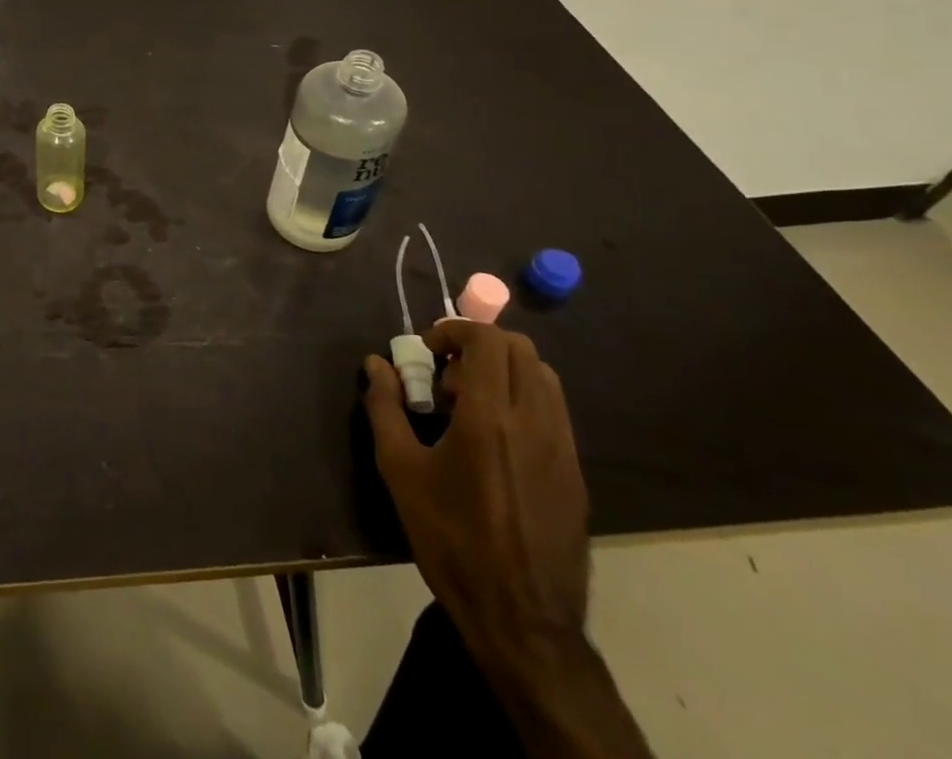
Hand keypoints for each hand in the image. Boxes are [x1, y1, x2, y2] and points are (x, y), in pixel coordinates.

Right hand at [362, 322, 590, 674]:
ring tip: (468, 405)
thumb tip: (376, 364)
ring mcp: (563, 448)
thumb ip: (385, 406)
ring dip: (503, 372)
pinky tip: (493, 440)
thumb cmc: (450, 538)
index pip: (489, 340)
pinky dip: (522, 400)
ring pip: (543, 377)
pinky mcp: (575, 473)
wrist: (522, 619)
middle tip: (445, 374)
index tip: (427, 351)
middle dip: (478, 346)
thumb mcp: (400, 469)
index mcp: (491, 417)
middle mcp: (535, 422)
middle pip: (520, 350)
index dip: (455, 330)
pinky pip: (553, 411)